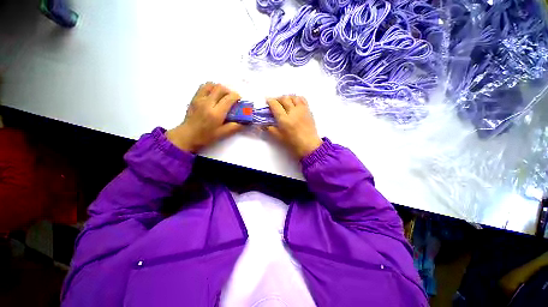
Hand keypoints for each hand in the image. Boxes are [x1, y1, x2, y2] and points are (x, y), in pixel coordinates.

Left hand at [166, 82, 242, 152]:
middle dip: (229, 91)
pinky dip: (211, 88)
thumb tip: (244, 122)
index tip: (239, 100)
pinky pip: (204, 87)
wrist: (187, 135)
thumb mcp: (222, 134)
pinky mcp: (194, 98)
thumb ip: (234, 127)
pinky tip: (214, 95)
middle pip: (221, 88)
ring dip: (220, 88)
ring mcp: (199, 99)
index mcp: (216, 113)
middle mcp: (207, 103)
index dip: (236, 96)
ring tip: (223, 96)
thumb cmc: (206, 136)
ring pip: (212, 85)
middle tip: (232, 98)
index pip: (228, 98)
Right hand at [266, 95, 322, 158]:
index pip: (275, 105)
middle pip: (284, 99)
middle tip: (274, 102)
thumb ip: (270, 129)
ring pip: (293, 97)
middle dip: (277, 98)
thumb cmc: (293, 143)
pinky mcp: (308, 111)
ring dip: (287, 97)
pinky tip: (294, 102)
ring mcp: (302, 110)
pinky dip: (296, 98)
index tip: (267, 101)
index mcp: (284, 119)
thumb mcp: (279, 137)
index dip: (270, 101)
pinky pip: (302, 100)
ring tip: (284, 101)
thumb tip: (263, 124)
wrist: (309, 145)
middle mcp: (293, 112)